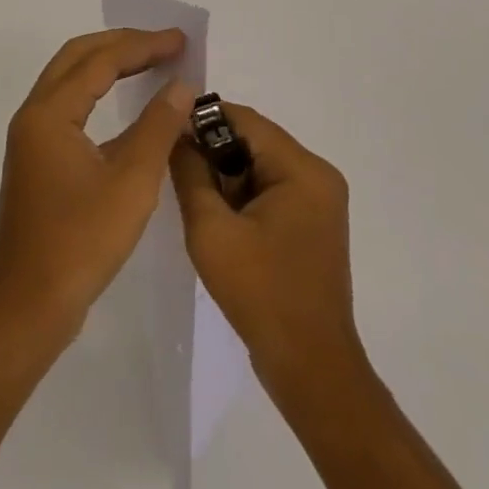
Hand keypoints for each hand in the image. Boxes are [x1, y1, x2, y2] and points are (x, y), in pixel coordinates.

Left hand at [0, 29, 193, 342]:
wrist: (28, 307)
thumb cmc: (81, 242)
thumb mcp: (131, 182)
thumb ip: (158, 127)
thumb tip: (182, 86)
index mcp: (50, 113)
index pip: (100, 60)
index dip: (143, 46)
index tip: (181, 40)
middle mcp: (34, 115)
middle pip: (78, 57)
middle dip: (122, 44)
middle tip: (165, 44)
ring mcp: (32, 138)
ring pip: (71, 80)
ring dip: (109, 65)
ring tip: (151, 63)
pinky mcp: (37, 160)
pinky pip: (70, 106)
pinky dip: (99, 93)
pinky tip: (127, 108)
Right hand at [169, 105, 361, 385]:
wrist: (310, 368)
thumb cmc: (260, 293)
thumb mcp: (211, 229)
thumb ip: (190, 173)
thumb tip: (177, 135)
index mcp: (303, 169)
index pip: (246, 120)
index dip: (203, 120)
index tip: (167, 131)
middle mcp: (319, 175)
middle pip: (255, 141)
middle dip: (214, 152)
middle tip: (178, 172)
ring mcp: (321, 200)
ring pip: (261, 165)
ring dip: (227, 176)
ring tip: (196, 200)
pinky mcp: (314, 223)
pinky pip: (272, 189)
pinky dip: (244, 196)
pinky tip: (221, 221)